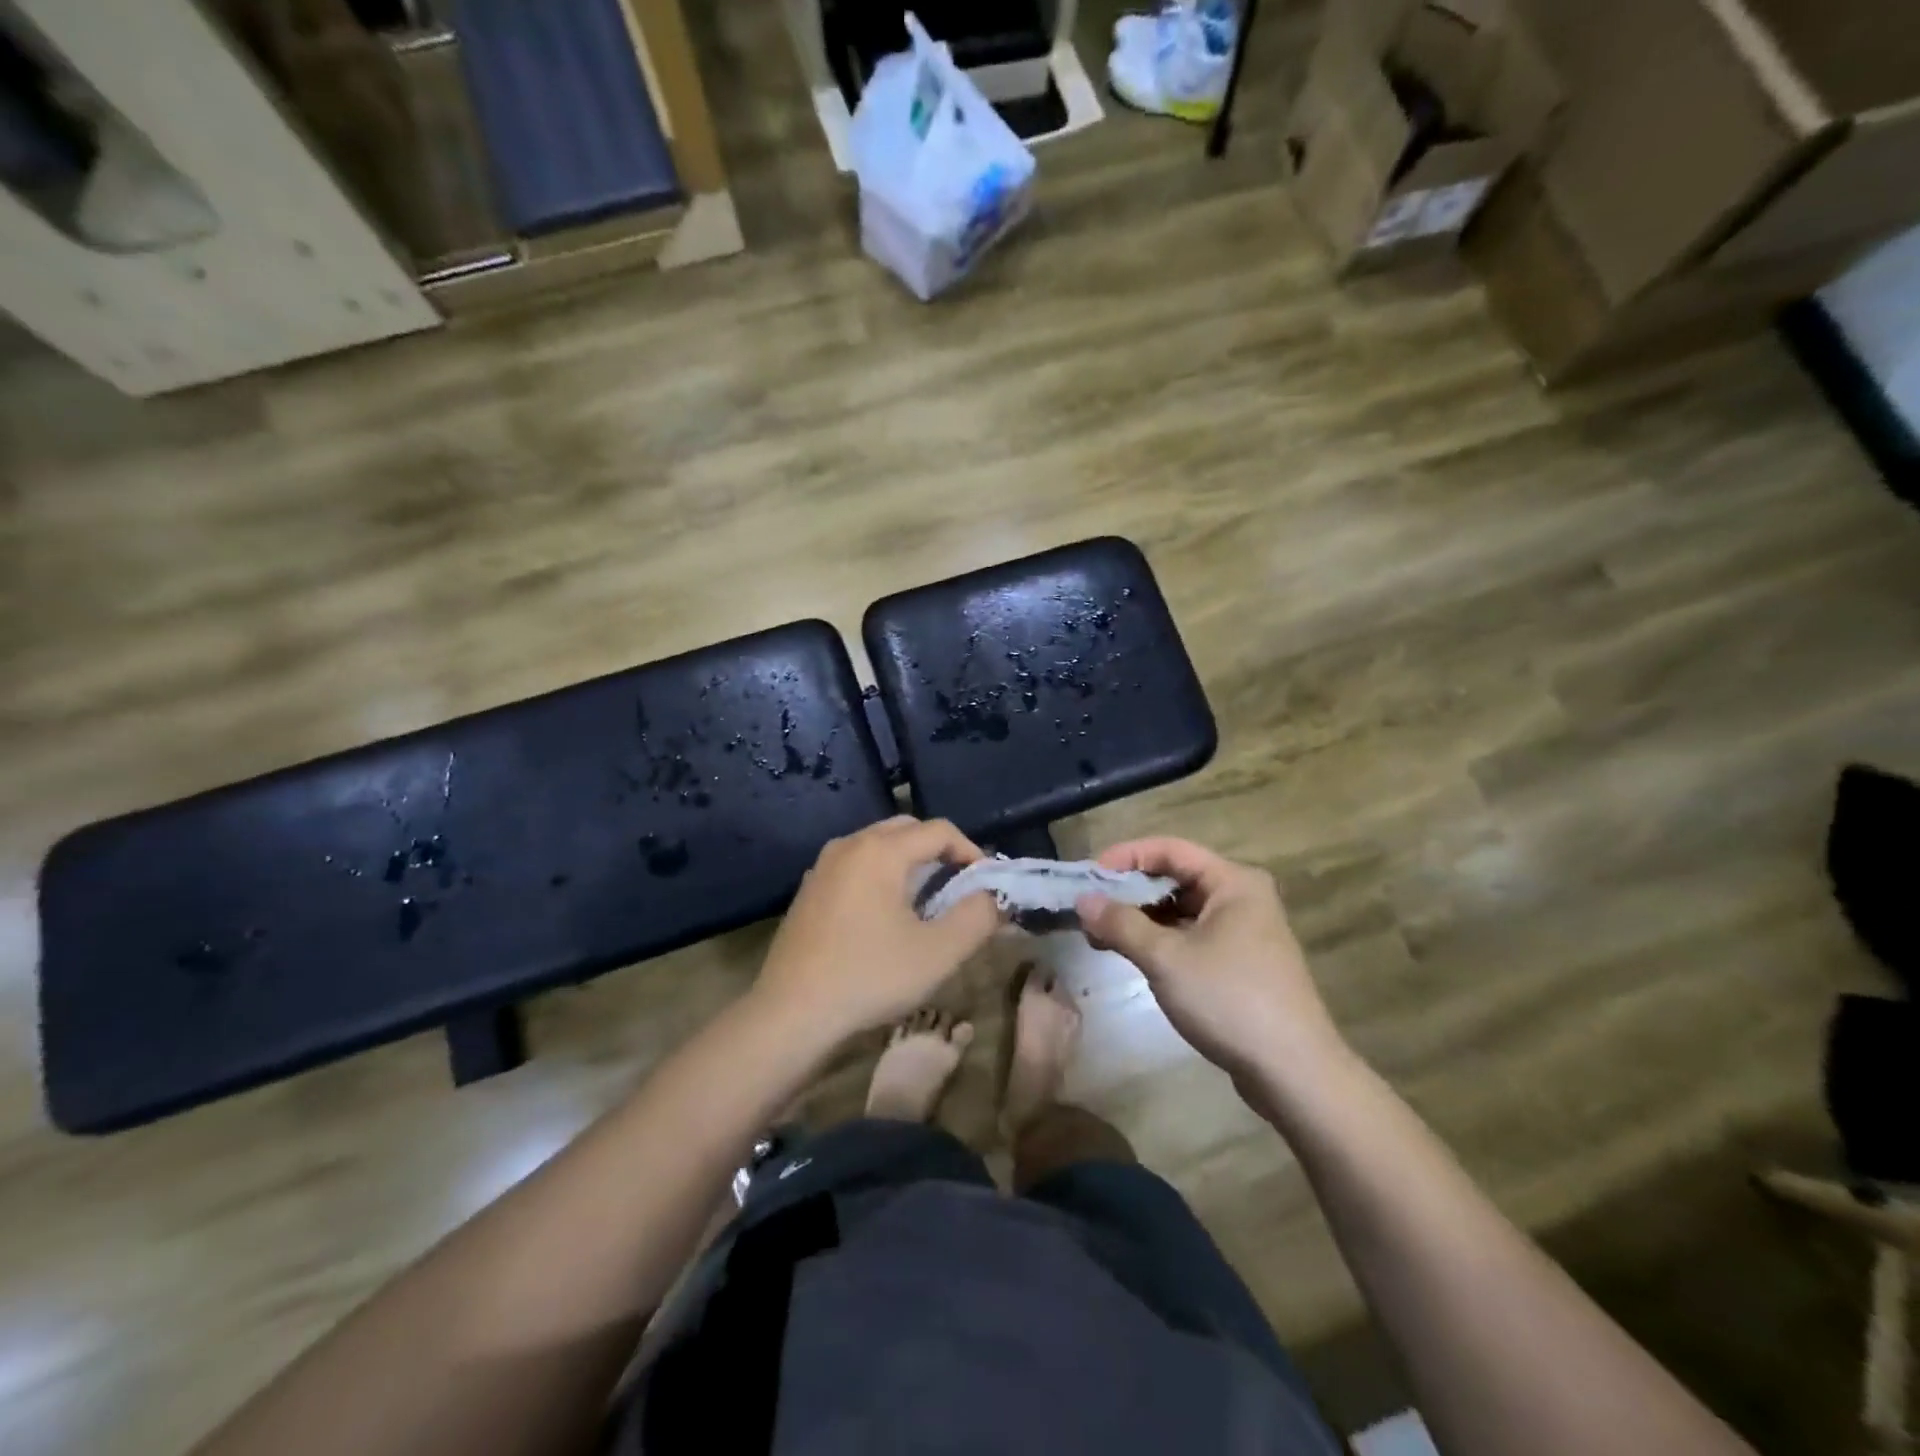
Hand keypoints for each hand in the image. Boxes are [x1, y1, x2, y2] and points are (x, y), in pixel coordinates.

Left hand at [755, 817, 1002, 1046]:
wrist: (790, 1014)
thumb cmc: (869, 977)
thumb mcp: (938, 952)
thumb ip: (977, 917)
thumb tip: (994, 897)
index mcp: (880, 850)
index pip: (939, 830)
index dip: (970, 852)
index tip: (985, 885)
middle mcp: (849, 845)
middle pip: (907, 830)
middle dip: (939, 852)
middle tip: (959, 888)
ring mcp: (823, 866)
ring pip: (878, 846)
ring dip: (909, 863)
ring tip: (926, 902)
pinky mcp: (809, 890)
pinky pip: (856, 866)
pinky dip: (881, 875)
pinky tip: (885, 916)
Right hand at [1077, 838, 1346, 1095]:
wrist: (1294, 1072)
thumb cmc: (1229, 1000)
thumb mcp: (1166, 958)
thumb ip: (1121, 924)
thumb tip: (1083, 901)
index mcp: (1233, 882)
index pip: (1170, 849)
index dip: (1126, 856)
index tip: (1088, 877)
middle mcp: (1242, 898)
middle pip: (1176, 878)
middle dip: (1130, 890)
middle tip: (1089, 908)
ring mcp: (1244, 932)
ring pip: (1182, 910)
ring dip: (1141, 918)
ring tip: (1101, 935)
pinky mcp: (1241, 963)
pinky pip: (1192, 935)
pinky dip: (1161, 940)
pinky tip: (1133, 955)